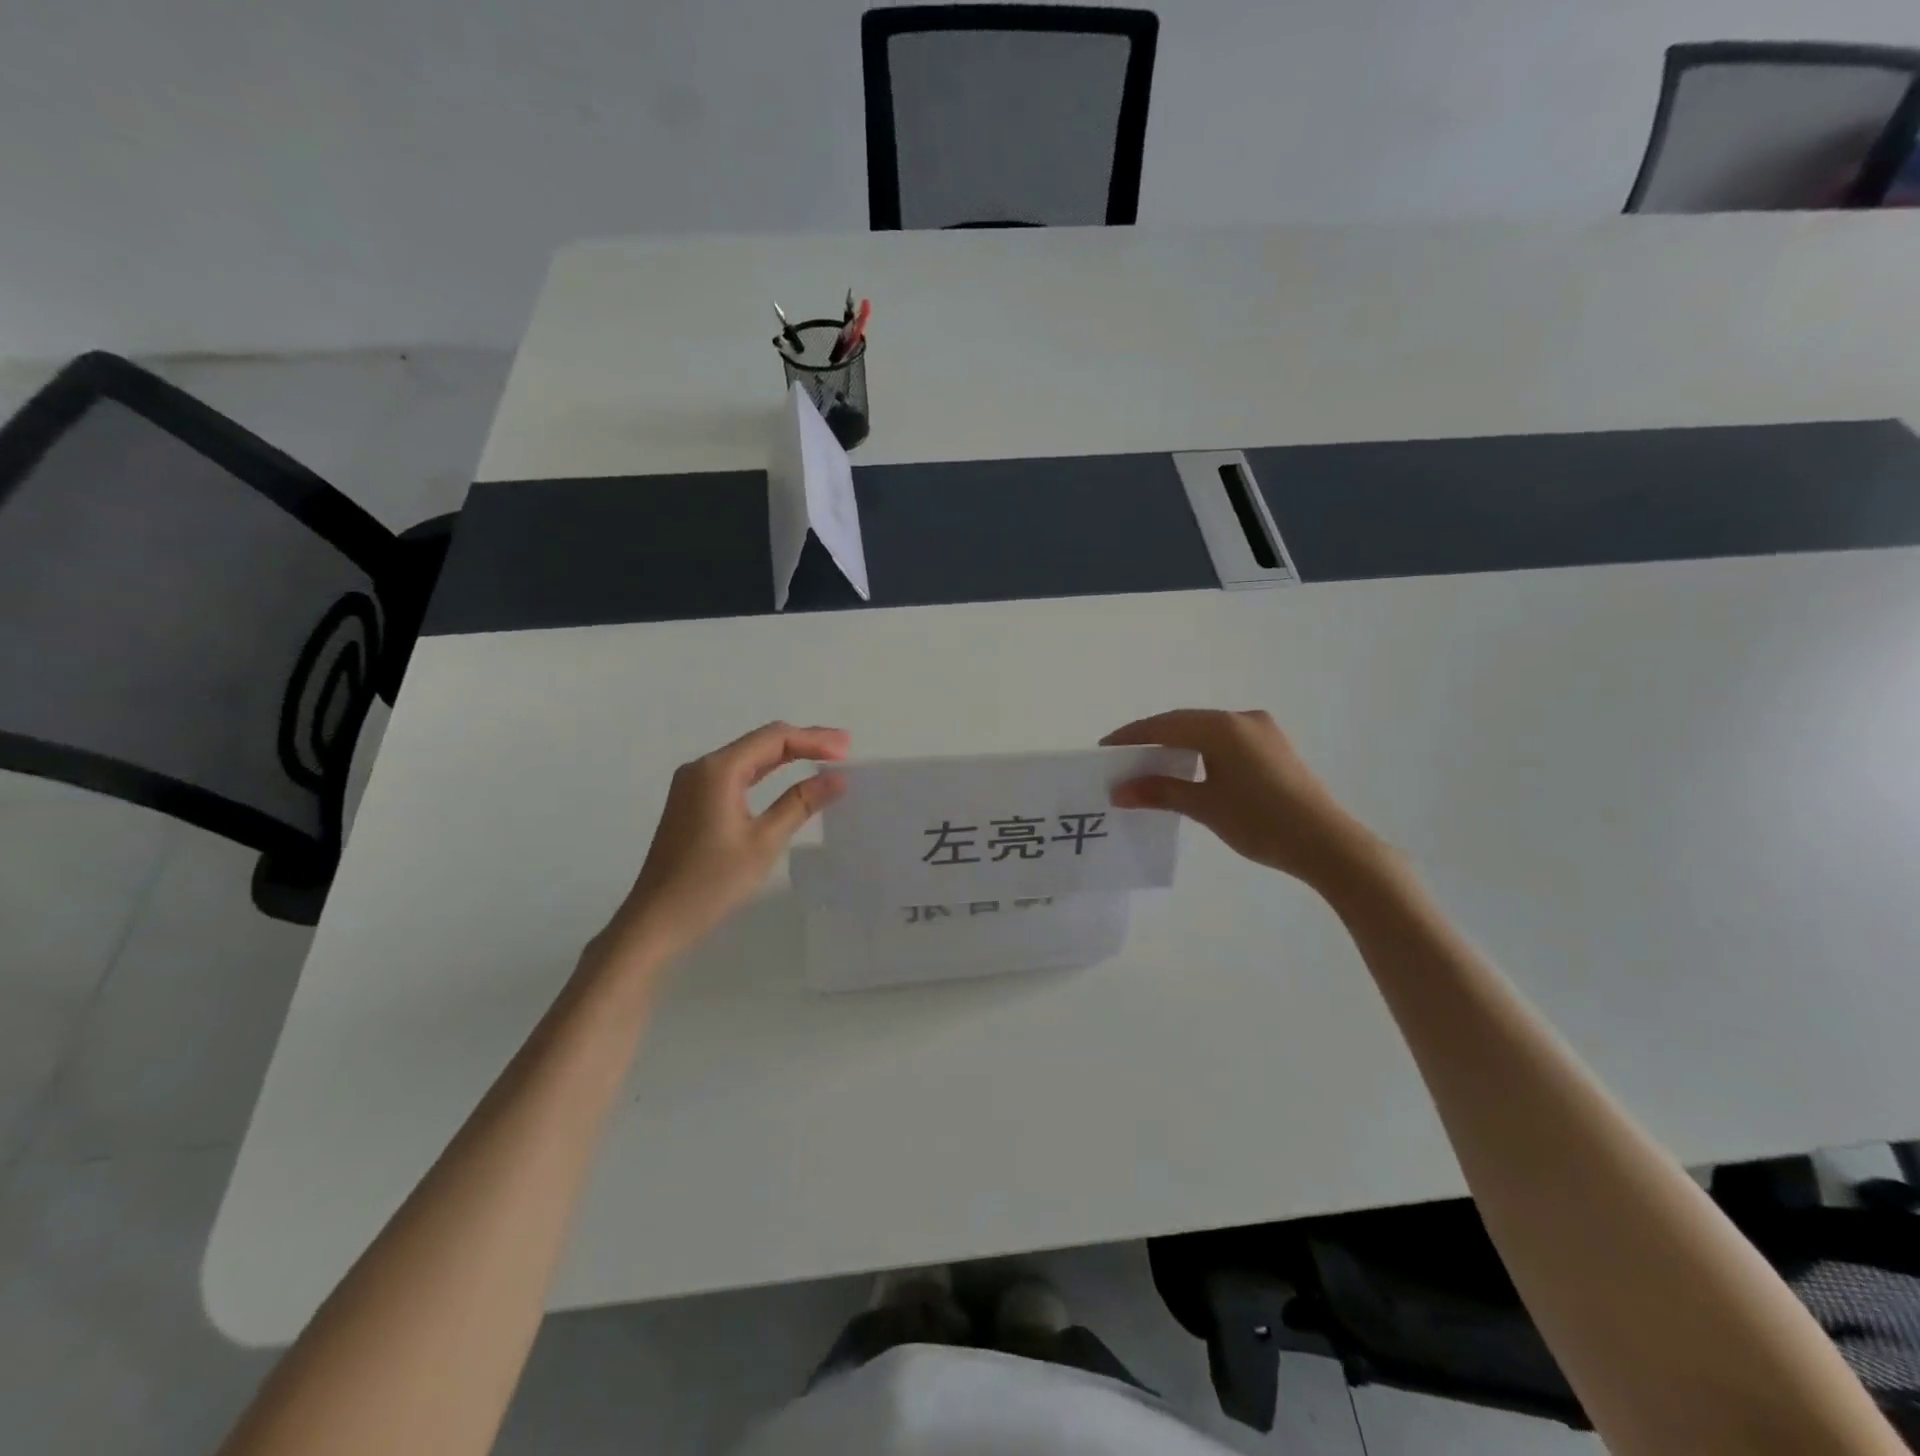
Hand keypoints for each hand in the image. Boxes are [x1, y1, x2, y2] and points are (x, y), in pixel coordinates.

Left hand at [593, 722, 848, 967]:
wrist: (656, 920)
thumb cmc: (712, 883)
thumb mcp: (764, 842)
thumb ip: (800, 803)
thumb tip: (836, 778)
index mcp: (718, 770)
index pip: (774, 738)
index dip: (814, 739)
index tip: (847, 749)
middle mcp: (702, 768)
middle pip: (760, 742)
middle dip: (803, 743)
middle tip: (843, 750)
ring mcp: (693, 784)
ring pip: (748, 757)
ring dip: (786, 756)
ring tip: (825, 759)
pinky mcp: (692, 802)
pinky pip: (736, 775)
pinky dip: (766, 773)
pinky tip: (787, 780)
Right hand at [1103, 709, 1387, 893]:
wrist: (1328, 844)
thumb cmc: (1261, 822)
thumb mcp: (1205, 807)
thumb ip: (1161, 792)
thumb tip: (1119, 791)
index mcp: (1224, 727)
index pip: (1165, 724)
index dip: (1132, 736)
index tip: (1104, 749)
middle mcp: (1243, 719)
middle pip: (1185, 722)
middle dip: (1152, 739)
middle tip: (1122, 758)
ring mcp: (1262, 732)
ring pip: (1206, 730)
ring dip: (1177, 744)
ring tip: (1149, 764)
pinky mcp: (1273, 748)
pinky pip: (1225, 740)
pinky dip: (1200, 750)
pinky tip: (1188, 768)